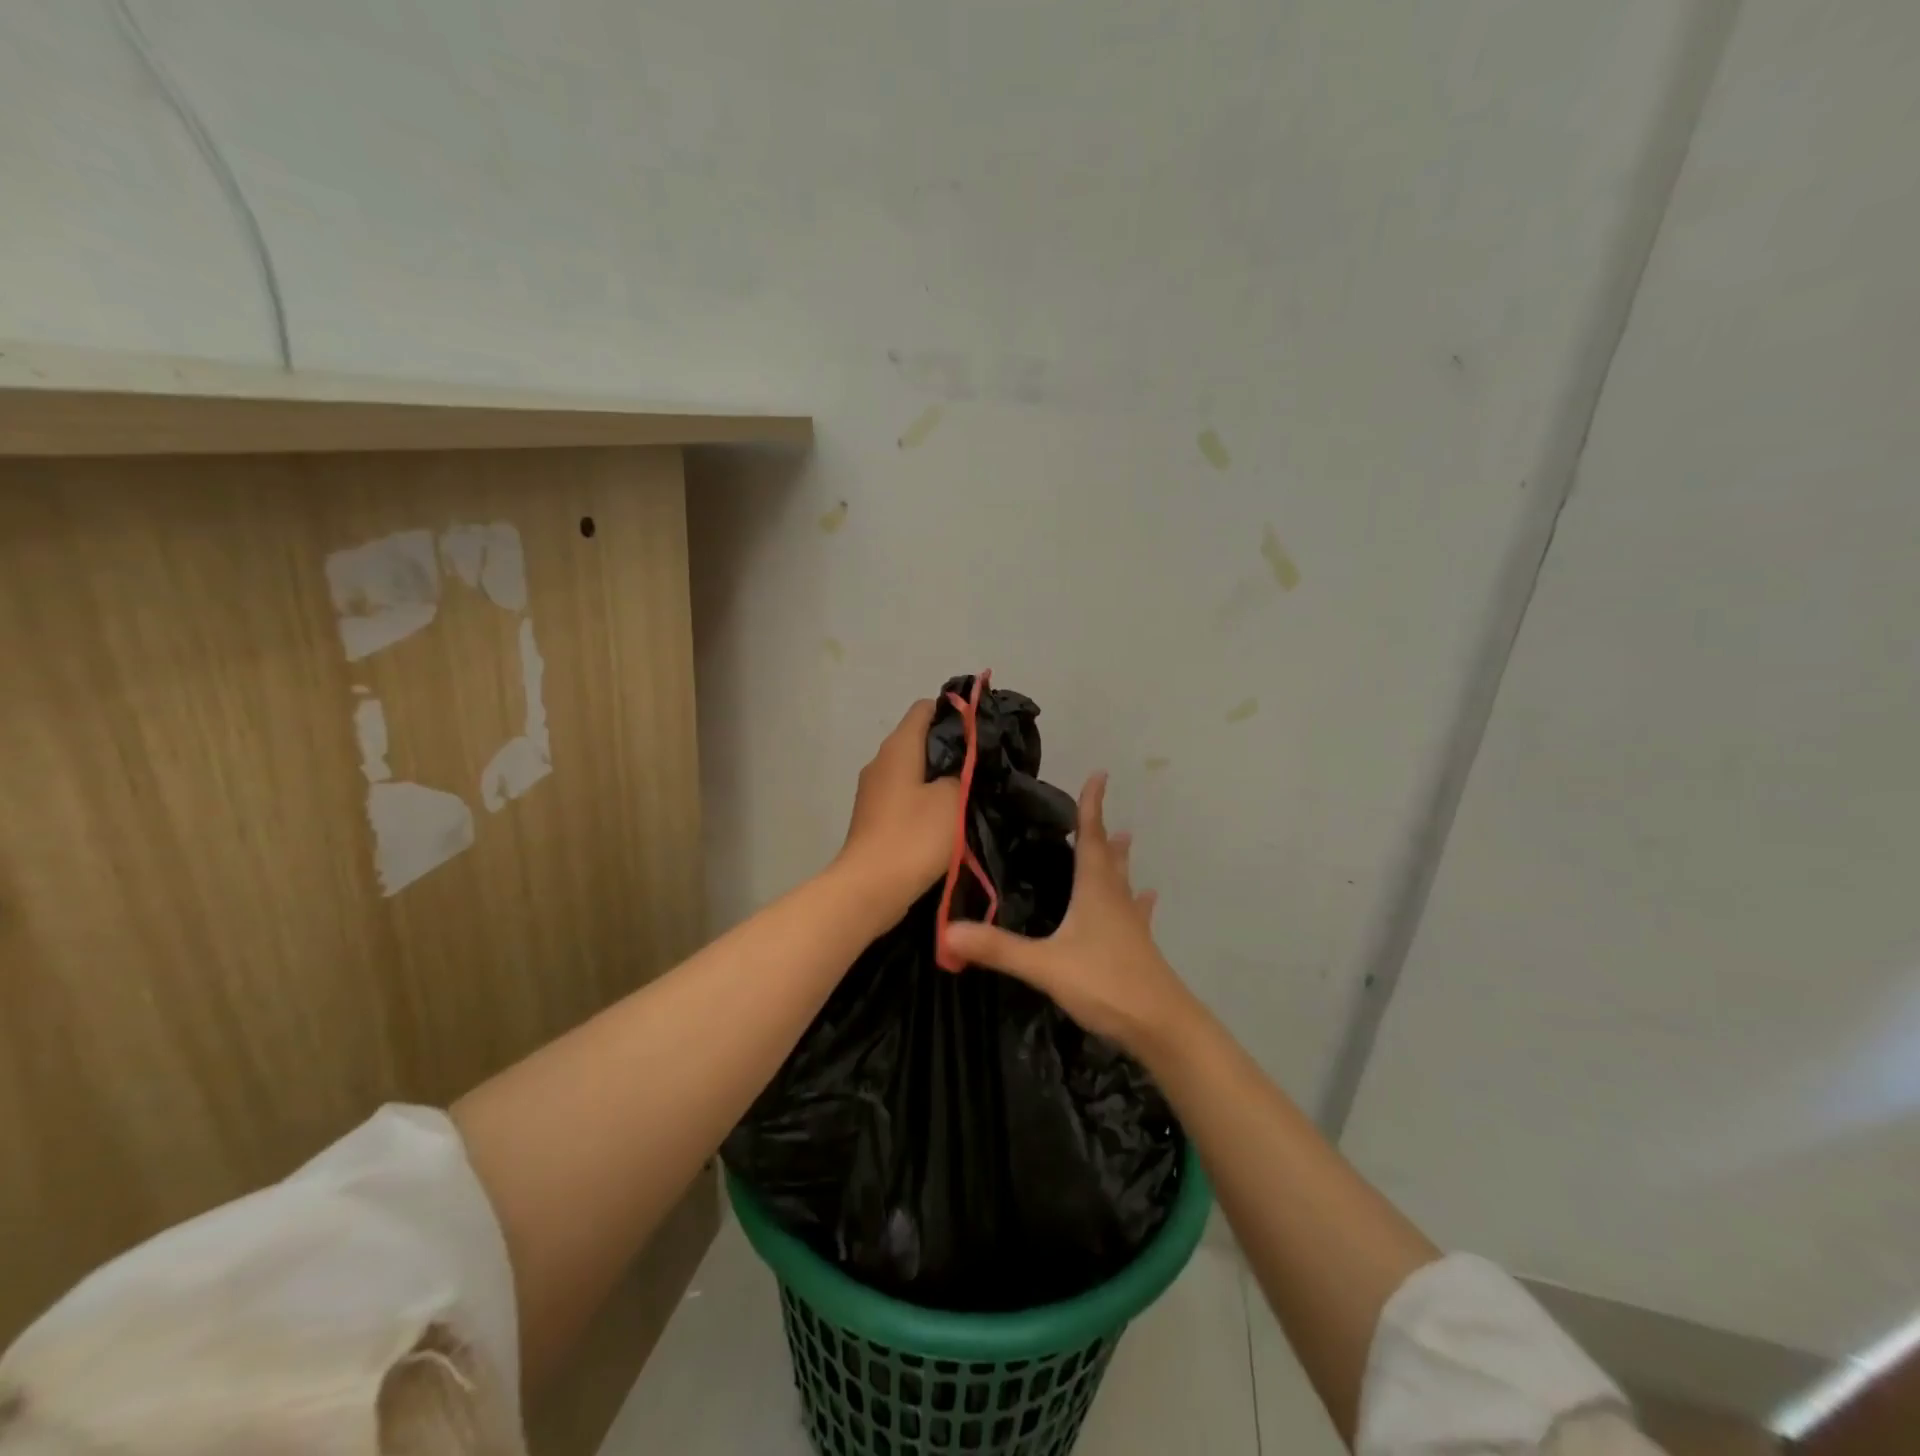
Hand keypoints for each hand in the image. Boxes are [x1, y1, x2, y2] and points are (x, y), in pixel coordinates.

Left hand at [834, 699, 962, 918]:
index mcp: (898, 747)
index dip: (955, 712)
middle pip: (919, 739)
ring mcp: (873, 790)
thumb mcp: (953, 799)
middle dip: (951, 747)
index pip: (925, 708)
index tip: (982, 730)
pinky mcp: (873, 816)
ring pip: (912, 770)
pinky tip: (946, 817)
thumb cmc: (914, 837)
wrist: (870, 889)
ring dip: (938, 777)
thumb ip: (964, 771)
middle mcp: (881, 761)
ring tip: (970, 791)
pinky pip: (904, 795)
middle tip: (984, 764)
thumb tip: (965, 762)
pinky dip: (924, 799)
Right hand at [942, 772, 1194, 1053]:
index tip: (1099, 775)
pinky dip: (1137, 901)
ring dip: (1120, 860)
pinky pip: (1136, 914)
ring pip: (1123, 882)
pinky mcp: (1139, 948)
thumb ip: (998, 948)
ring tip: (1125, 840)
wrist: (1162, 1027)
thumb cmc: (1106, 984)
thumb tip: (947, 930)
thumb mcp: (1045, 966)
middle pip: (1108, 857)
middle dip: (1101, 831)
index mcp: (1095, 891)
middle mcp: (1115, 899)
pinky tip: (1146, 899)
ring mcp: (1131, 924)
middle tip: (1099, 810)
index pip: (1091, 838)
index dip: (1092, 807)